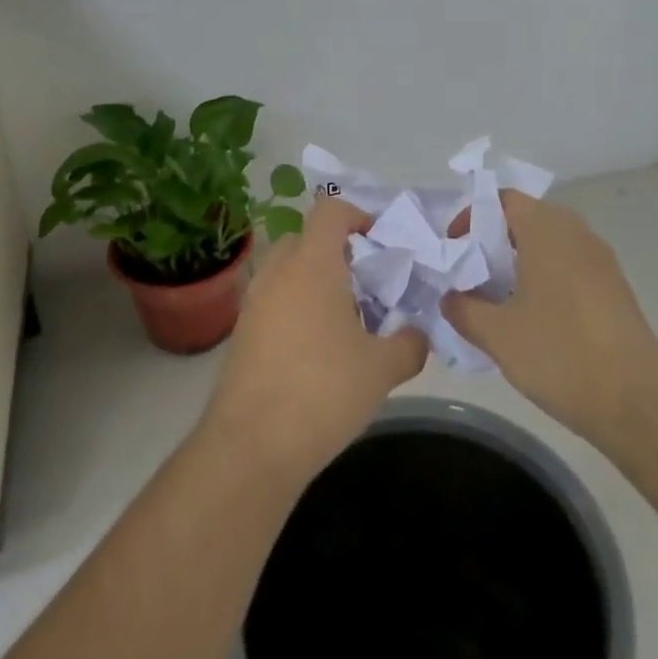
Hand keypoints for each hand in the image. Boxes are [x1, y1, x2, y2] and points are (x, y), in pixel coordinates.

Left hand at [202, 197, 427, 478]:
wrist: (251, 447)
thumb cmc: (323, 392)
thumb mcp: (382, 369)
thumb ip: (409, 343)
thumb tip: (417, 335)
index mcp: (312, 264)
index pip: (330, 211)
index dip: (358, 216)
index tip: (381, 243)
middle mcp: (277, 272)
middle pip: (306, 239)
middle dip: (337, 252)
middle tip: (366, 284)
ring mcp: (253, 303)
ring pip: (287, 271)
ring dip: (315, 282)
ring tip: (345, 321)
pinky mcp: (241, 334)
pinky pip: (273, 301)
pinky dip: (296, 308)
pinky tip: (317, 350)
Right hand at [442, 191, 657, 441]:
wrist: (636, 397)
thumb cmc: (560, 352)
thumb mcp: (497, 334)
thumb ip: (464, 309)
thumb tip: (450, 297)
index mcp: (546, 230)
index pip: (504, 199)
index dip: (473, 216)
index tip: (456, 248)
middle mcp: (576, 233)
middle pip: (528, 218)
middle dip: (496, 241)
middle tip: (473, 273)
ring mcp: (600, 259)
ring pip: (551, 243)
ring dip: (522, 261)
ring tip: (499, 298)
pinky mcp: (615, 287)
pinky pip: (571, 266)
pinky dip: (547, 278)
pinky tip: (535, 318)